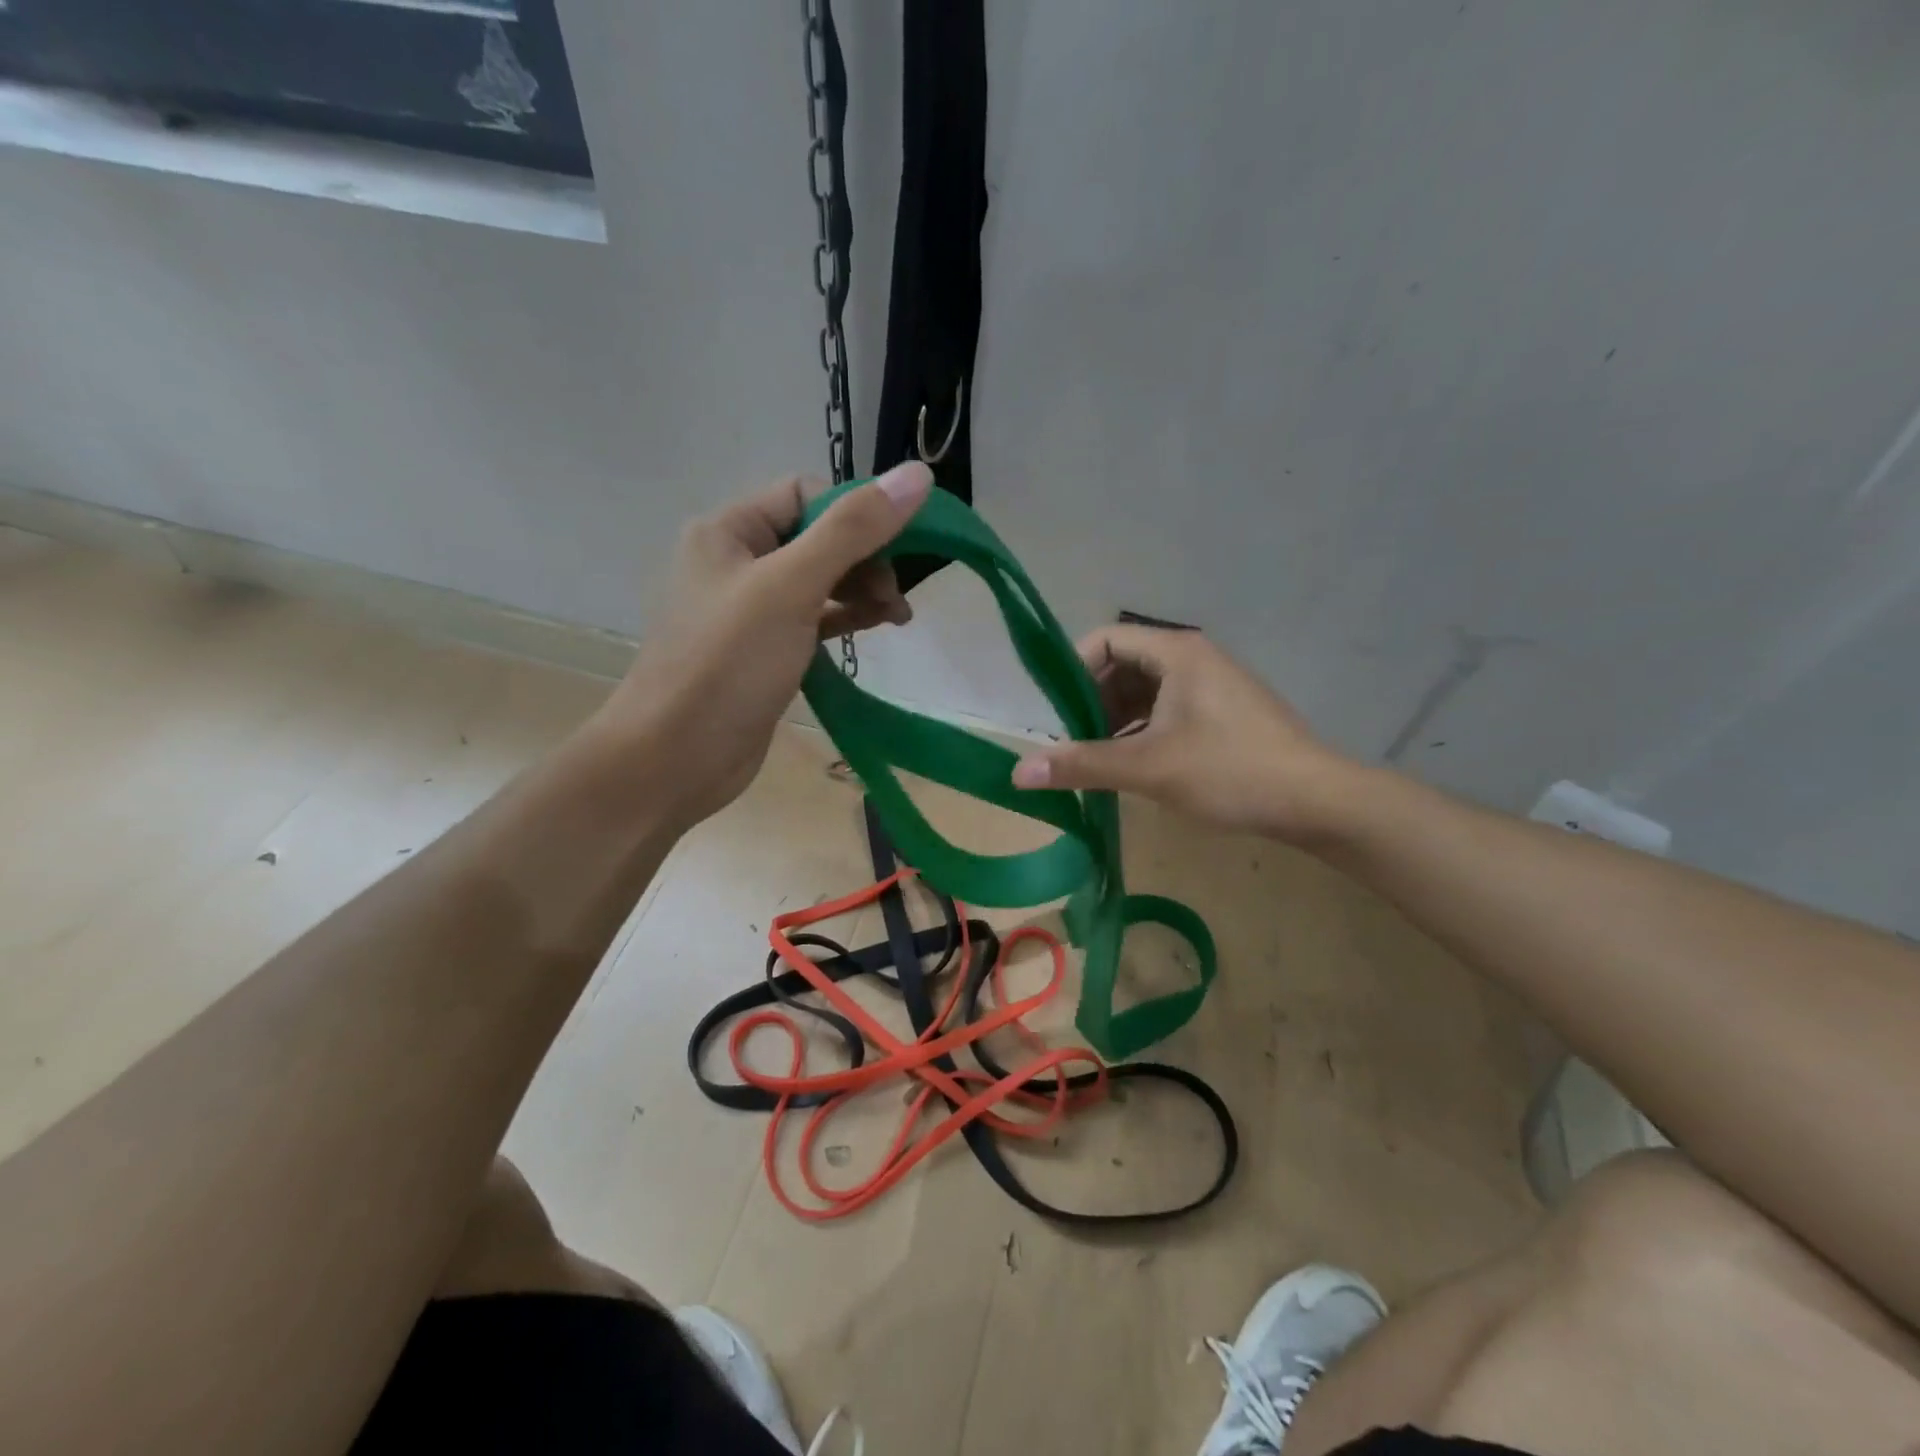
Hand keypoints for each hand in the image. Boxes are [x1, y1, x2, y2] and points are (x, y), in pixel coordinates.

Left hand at [587, 462, 931, 828]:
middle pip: (816, 537)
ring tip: (898, 617)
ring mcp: (749, 609)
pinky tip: (875, 627)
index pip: (805, 494)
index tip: (896, 548)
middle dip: (864, 558)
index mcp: (728, 530)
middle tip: (895, 596)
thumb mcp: (792, 587)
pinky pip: (812, 618)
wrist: (675, 758)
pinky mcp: (763, 650)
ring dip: (862, 589)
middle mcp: (735, 561)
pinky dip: (845, 618)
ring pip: (819, 580)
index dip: (855, 513)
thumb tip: (917, 475)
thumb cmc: (728, 664)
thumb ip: (853, 530)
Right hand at [1009, 625, 1364, 843]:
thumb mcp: (1148, 768)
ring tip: (1095, 759)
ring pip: (1143, 691)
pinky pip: (1166, 710)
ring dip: (1113, 720)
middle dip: (1090, 701)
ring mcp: (1210, 685)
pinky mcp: (1222, 712)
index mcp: (1176, 652)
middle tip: (1072, 743)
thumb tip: (1017, 773)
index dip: (1072, 671)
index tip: (1055, 715)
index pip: (1104, 640)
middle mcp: (1192, 658)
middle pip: (1122, 665)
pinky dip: (1140, 731)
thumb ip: (1081, 764)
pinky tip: (1132, 765)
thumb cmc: (1230, 770)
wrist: (1317, 800)